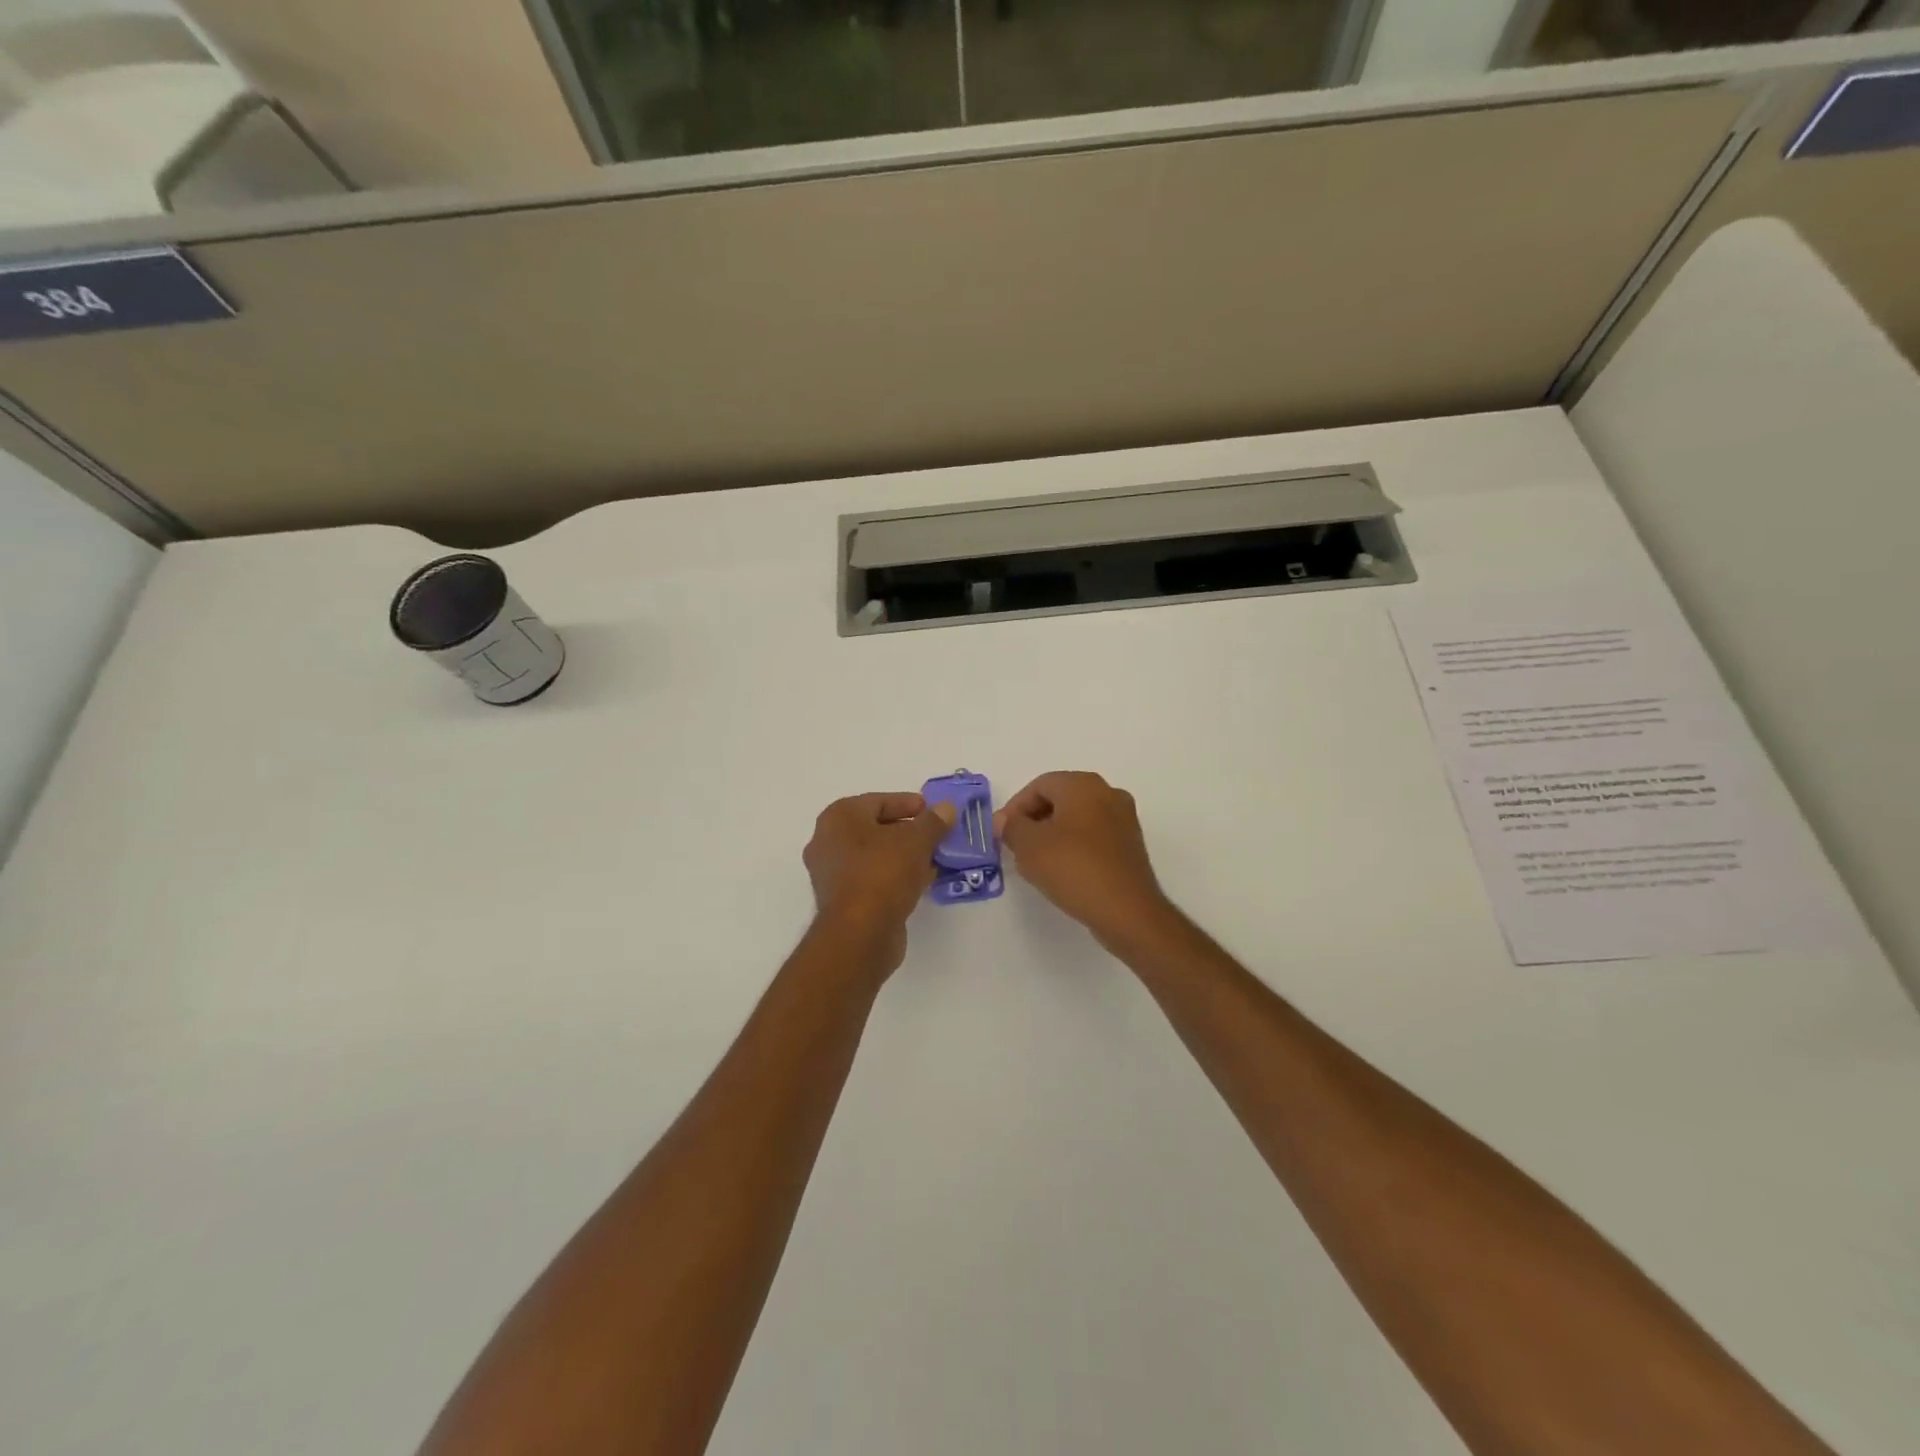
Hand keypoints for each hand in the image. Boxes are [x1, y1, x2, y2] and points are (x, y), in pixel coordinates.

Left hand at [803, 792, 956, 974]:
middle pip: (876, 828)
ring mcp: (832, 874)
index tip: (934, 811)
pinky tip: (923, 881)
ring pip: (875, 856)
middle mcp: (828, 842)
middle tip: (937, 835)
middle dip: (909, 832)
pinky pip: (874, 879)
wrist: (860, 934)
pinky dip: (896, 877)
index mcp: (838, 818)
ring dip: (905, 856)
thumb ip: (933, 821)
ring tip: (935, 858)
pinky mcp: (843, 902)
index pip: (878, 801)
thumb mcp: (916, 840)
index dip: (908, 803)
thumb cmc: (883, 873)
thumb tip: (946, 808)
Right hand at [994, 772, 1172, 945]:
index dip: (1015, 808)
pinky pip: (1093, 837)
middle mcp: (1108, 793)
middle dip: (1034, 820)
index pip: (1039, 785)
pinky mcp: (1130, 846)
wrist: (1127, 912)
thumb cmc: (1074, 869)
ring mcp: (1124, 820)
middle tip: (1016, 846)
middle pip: (1060, 799)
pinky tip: (1063, 871)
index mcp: (1084, 785)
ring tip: (1036, 862)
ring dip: (1053, 835)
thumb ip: (1011, 827)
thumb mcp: (1030, 847)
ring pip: (1077, 819)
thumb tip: (1004, 820)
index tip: (1003, 834)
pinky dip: (1074, 847)